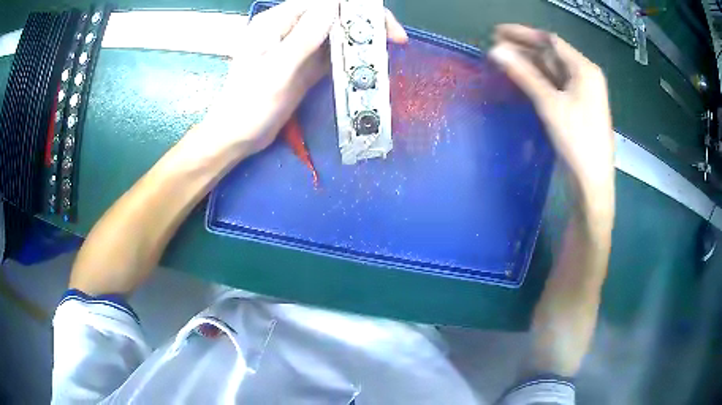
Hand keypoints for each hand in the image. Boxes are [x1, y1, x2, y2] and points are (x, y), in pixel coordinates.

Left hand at [199, 0, 407, 156]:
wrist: (237, 136)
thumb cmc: (249, 105)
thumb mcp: (276, 70)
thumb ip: (304, 37)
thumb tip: (334, 7)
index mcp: (276, 22)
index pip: (323, 3)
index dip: (356, 8)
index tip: (384, 26)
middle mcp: (289, 29)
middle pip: (334, 14)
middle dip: (365, 23)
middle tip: (394, 40)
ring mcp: (298, 47)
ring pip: (337, 33)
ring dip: (361, 39)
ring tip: (386, 51)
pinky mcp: (305, 65)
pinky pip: (333, 53)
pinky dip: (351, 56)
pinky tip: (367, 63)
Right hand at [489, 25, 613, 204]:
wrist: (593, 182)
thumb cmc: (577, 140)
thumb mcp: (550, 104)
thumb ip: (524, 75)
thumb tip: (495, 51)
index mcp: (584, 69)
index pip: (551, 41)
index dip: (524, 34)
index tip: (497, 32)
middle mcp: (585, 76)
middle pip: (551, 55)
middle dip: (524, 49)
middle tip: (494, 46)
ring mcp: (581, 93)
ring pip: (552, 71)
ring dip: (529, 64)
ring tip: (502, 60)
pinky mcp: (576, 107)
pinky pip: (554, 85)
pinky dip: (537, 80)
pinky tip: (521, 78)